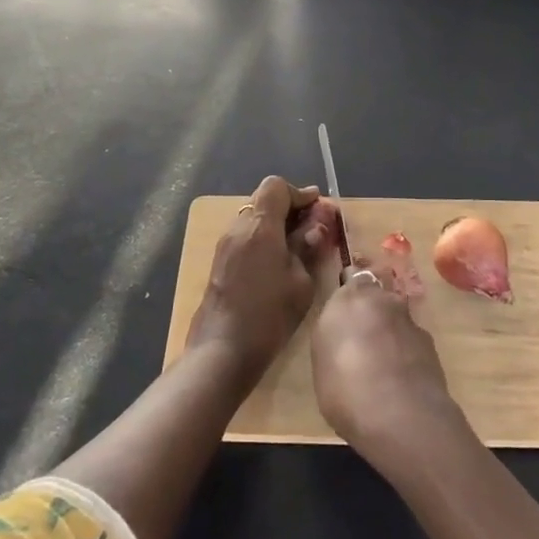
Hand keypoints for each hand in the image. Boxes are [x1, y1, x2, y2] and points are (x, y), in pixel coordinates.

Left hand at [187, 175, 336, 378]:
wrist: (223, 350)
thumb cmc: (269, 315)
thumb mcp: (300, 281)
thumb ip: (308, 247)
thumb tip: (316, 225)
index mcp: (260, 226)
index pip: (276, 187)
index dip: (299, 193)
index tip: (318, 208)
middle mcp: (238, 228)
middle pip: (263, 201)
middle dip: (290, 208)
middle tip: (313, 227)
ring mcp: (225, 246)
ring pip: (253, 219)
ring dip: (276, 224)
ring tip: (299, 246)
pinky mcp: (219, 264)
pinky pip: (245, 237)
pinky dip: (264, 239)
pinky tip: (279, 262)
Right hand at [312, 265, 462, 468]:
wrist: (399, 415)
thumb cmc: (345, 387)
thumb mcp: (323, 360)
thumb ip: (335, 334)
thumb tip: (346, 332)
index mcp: (349, 297)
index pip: (353, 276)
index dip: (352, 289)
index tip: (346, 306)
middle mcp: (382, 299)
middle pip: (379, 293)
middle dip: (373, 307)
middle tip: (363, 336)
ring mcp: (410, 321)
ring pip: (397, 317)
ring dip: (391, 331)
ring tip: (382, 363)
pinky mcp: (430, 345)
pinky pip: (412, 341)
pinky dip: (406, 352)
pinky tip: (400, 378)